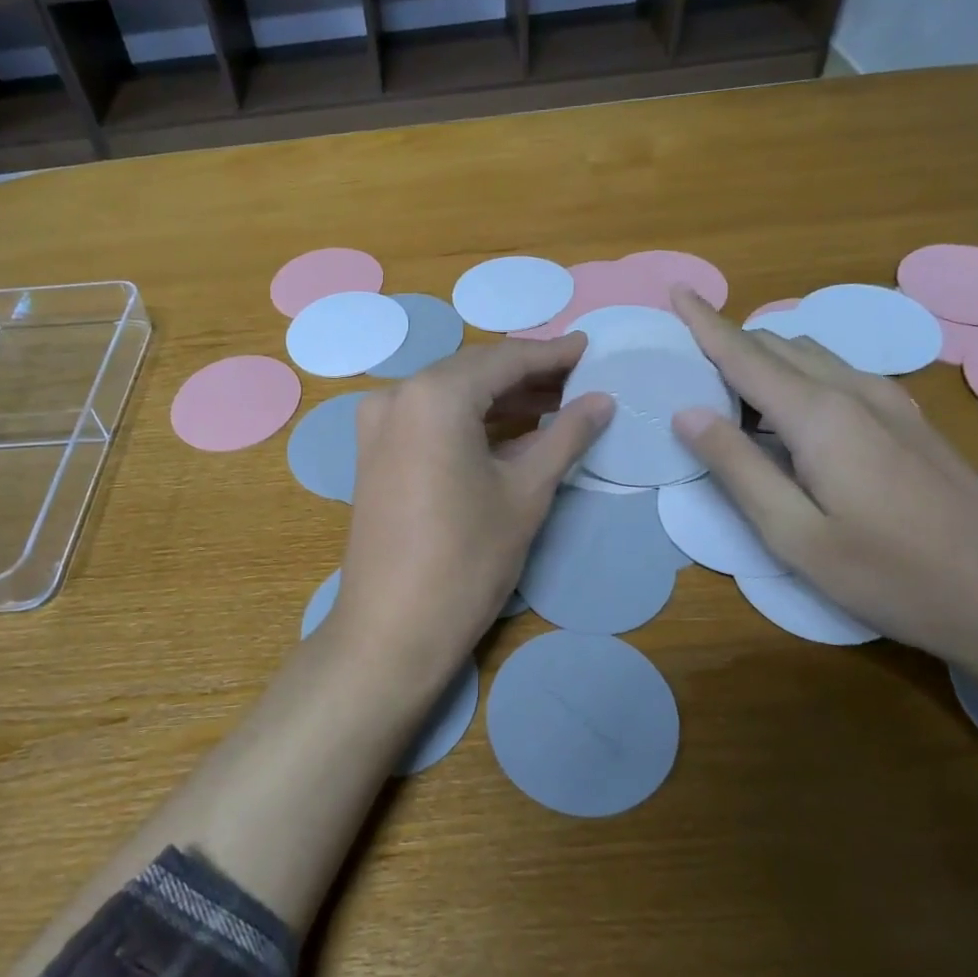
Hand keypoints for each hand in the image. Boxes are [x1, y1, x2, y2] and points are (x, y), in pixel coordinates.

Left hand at [326, 336, 613, 682]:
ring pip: (450, 396)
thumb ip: (566, 435)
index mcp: (433, 394)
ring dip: (500, 399)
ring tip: (555, 404)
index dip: (552, 355)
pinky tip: (510, 431)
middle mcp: (397, 395)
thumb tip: (602, 400)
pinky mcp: (374, 453)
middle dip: (527, 376)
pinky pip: (429, 420)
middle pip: (474, 373)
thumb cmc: (467, 558)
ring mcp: (378, 425)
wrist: (392, 628)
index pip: (504, 360)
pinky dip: (470, 421)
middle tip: (579, 381)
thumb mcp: (526, 492)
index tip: (590, 349)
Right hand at [667, 287, 977, 668]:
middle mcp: (855, 391)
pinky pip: (838, 375)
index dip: (706, 322)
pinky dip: (798, 377)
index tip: (677, 290)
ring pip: (812, 356)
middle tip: (686, 372)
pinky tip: (790, 417)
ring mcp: (891, 403)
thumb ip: (737, 467)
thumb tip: (687, 412)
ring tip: (730, 399)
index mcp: (820, 415)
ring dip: (765, 361)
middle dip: (728, 344)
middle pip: (778, 346)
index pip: (745, 353)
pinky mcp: (910, 421)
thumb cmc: (890, 573)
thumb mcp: (793, 534)